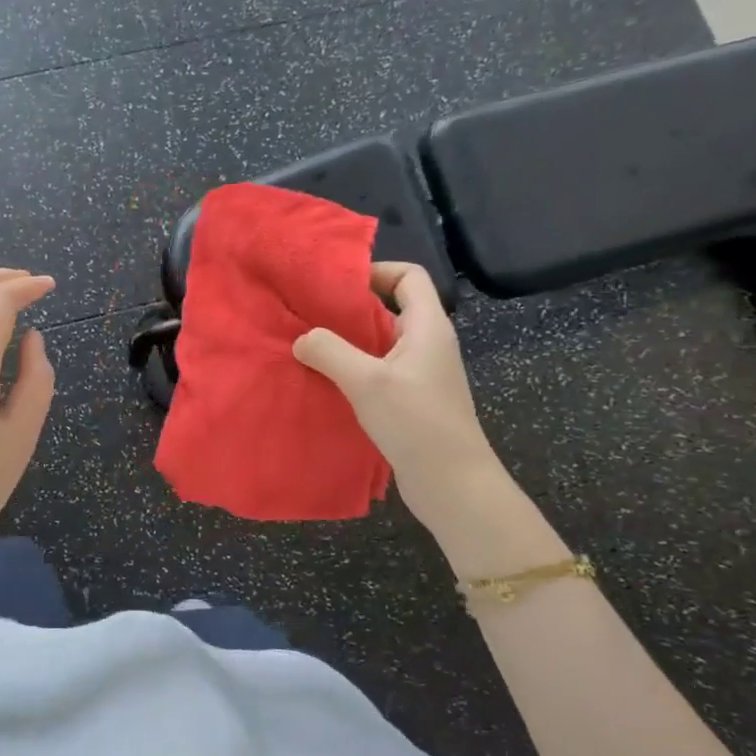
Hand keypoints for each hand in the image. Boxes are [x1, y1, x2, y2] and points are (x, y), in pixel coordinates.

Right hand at [292, 262, 499, 534]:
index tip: (336, 284)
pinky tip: (326, 381)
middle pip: (391, 308)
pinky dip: (353, 370)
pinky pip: (379, 371)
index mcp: (428, 326)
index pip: (409, 276)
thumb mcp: (367, 382)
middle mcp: (428, 343)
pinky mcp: (412, 400)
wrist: (453, 483)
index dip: (376, 271)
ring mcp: (421, 373)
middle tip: (310, 314)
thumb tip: (302, 338)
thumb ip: (330, 352)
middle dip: (351, 308)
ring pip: (381, 342)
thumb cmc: (416, 423)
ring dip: (348, 342)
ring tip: (309, 346)